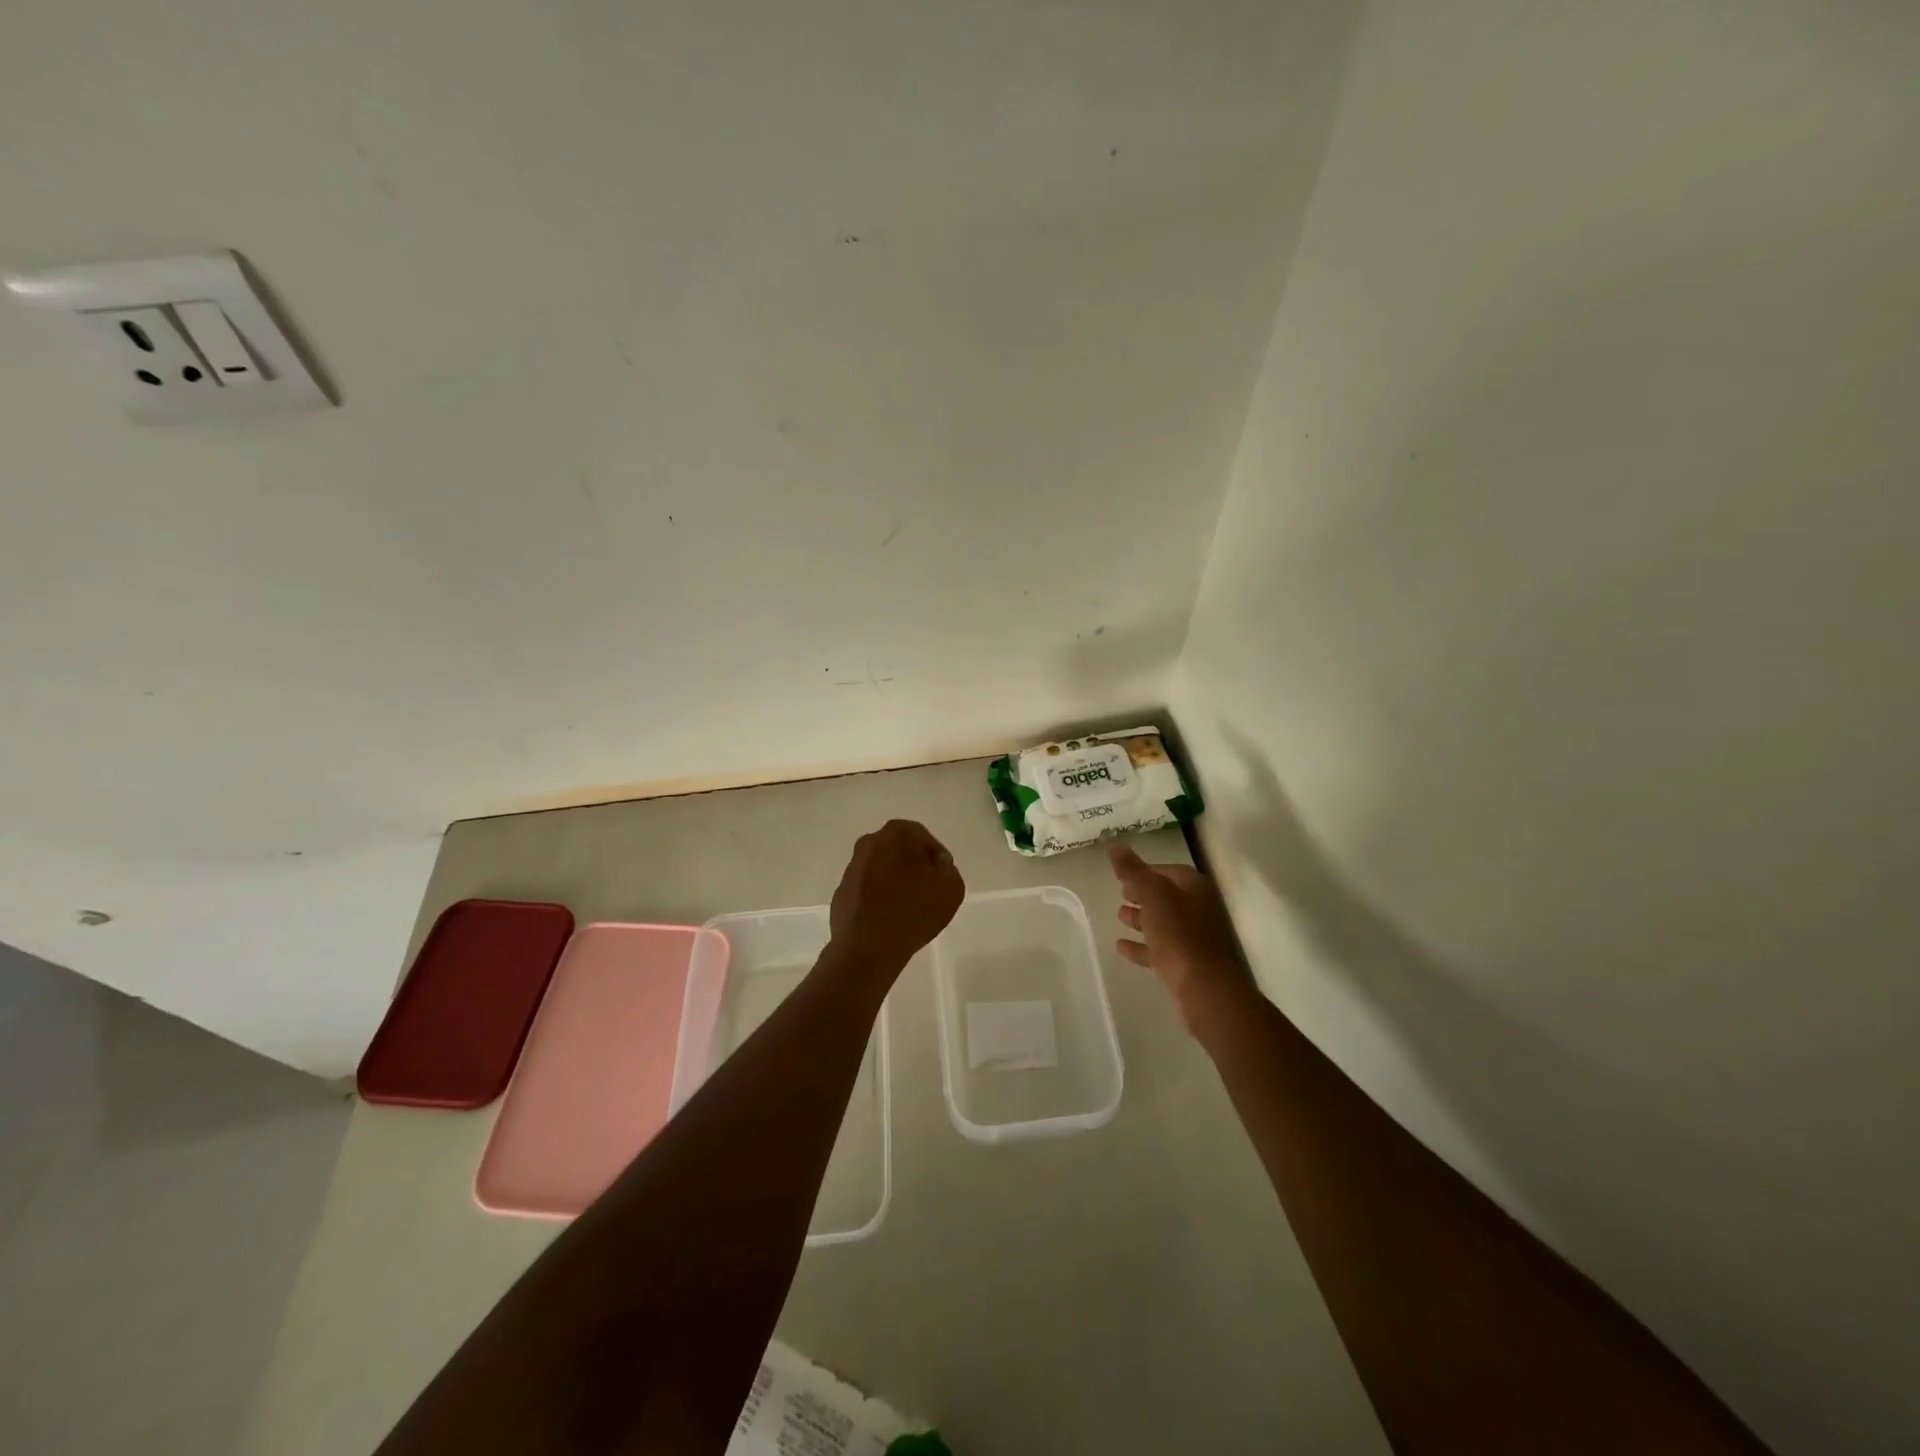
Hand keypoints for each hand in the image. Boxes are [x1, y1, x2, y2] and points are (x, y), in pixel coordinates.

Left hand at [828, 820, 964, 979]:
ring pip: (881, 869)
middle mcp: (870, 843)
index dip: (936, 859)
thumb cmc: (913, 912)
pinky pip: (867, 890)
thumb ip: (948, 869)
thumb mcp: (952, 888)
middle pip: (900, 851)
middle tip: (927, 892)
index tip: (941, 880)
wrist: (867, 950)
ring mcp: (852, 868)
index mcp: (897, 834)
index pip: (923, 838)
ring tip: (908, 909)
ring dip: (894, 882)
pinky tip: (888, 919)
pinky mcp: (841, 892)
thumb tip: (934, 865)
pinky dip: (877, 898)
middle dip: (913, 867)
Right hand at [1109, 842, 1255, 1035]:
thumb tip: (1115, 845)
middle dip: (1144, 894)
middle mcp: (1198, 910)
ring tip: (1119, 916)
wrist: (1203, 987)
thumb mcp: (1152, 894)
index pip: (1169, 871)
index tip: (1124, 874)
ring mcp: (1193, 939)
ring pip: (1163, 923)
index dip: (1146, 870)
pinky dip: (1141, 946)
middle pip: (1167, 897)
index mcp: (1195, 888)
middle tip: (1121, 893)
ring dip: (1141, 919)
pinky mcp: (1185, 964)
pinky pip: (1159, 949)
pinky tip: (1121, 946)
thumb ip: (1133, 870)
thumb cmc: (1178, 933)